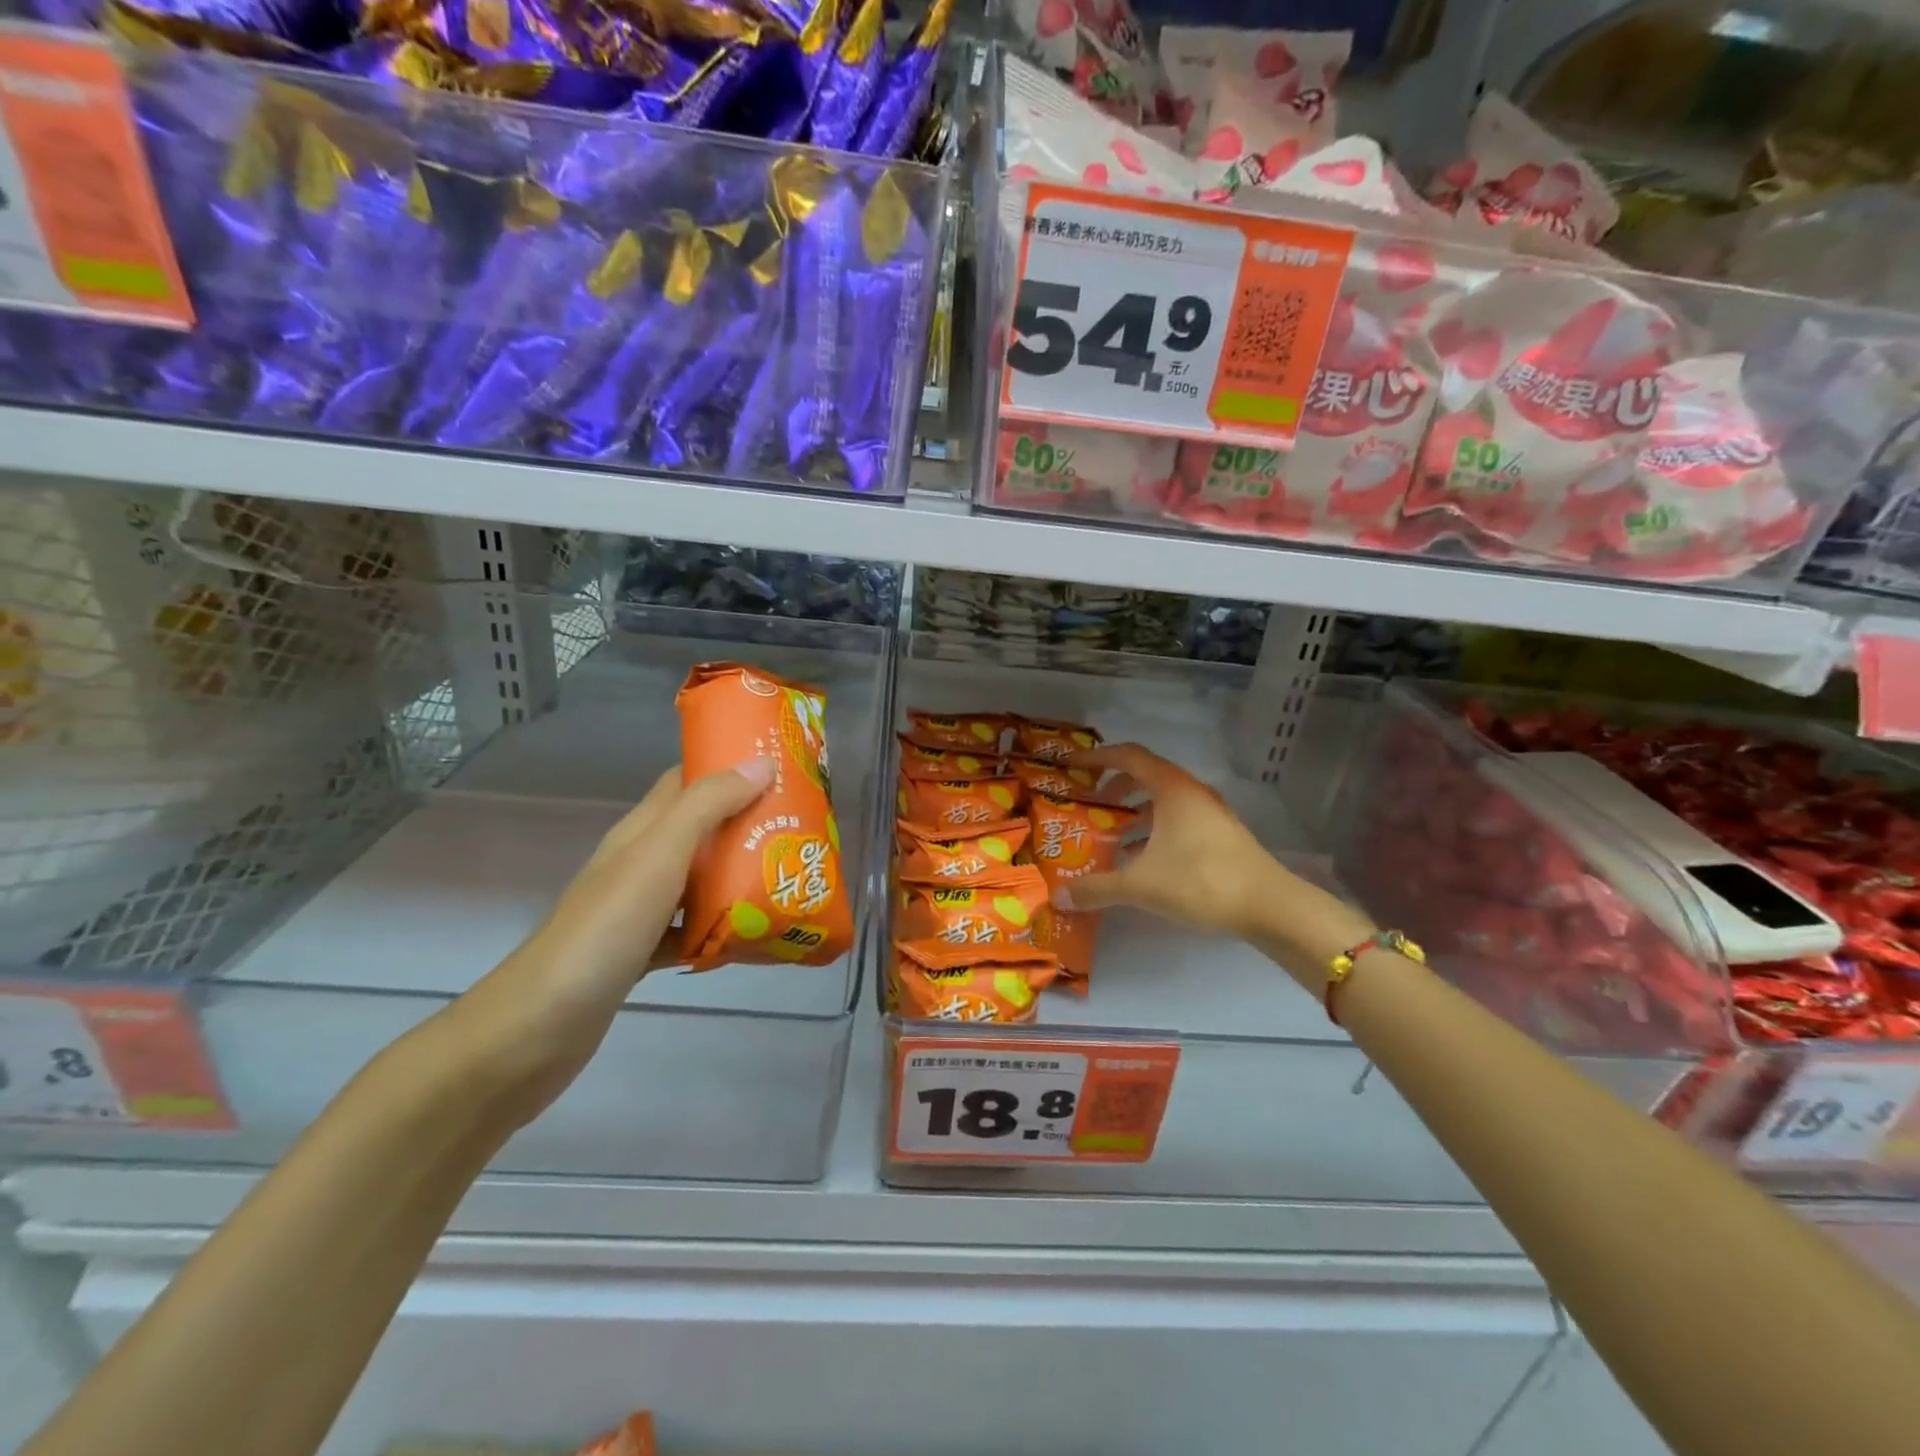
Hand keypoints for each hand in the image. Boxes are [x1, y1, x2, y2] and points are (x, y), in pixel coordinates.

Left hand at [445, 757, 773, 1124]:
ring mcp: (639, 909)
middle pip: (701, 828)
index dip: (727, 764)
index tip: (779, 765)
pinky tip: (753, 936)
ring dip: (741, 873)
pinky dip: (722, 927)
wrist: (539, 1028)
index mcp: (642, 831)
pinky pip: (693, 928)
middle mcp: (640, 862)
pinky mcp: (642, 951)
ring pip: (700, 878)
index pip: (685, 779)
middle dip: (748, 822)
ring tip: (790, 874)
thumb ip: (706, 808)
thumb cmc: (604, 931)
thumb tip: (760, 764)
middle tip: (800, 825)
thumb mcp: (659, 856)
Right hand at [1058, 744, 1375, 980]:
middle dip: (1114, 787)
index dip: (1097, 758)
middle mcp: (1191, 792)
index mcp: (1171, 788)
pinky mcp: (1220, 835)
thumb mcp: (1141, 885)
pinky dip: (1154, 828)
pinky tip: (1142, 859)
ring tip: (1111, 834)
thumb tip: (1059, 897)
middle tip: (1090, 804)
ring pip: (1163, 800)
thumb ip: (1097, 889)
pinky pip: (1178, 819)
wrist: (1270, 906)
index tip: (1072, 767)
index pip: (1128, 756)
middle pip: (1146, 775)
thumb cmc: (1201, 881)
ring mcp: (1210, 813)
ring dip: (1135, 810)